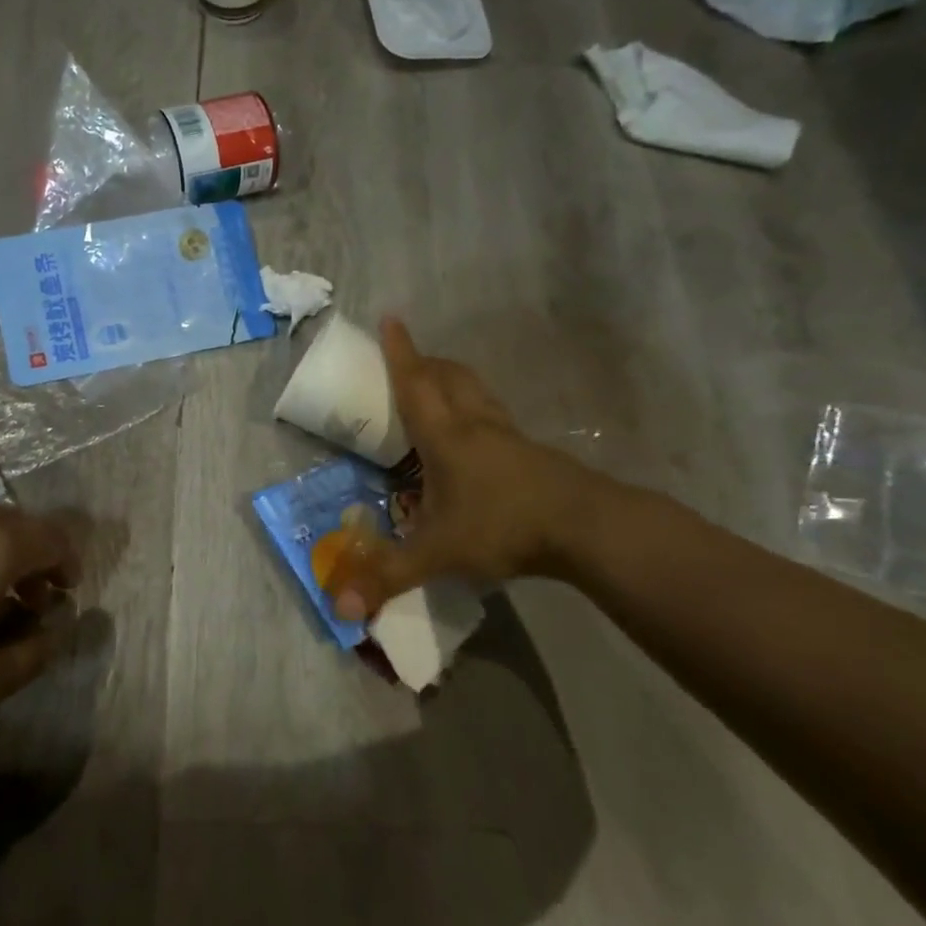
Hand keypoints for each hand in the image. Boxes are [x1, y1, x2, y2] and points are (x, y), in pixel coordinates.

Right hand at [330, 319, 609, 619]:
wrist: (586, 528)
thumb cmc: (501, 527)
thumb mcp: (436, 554)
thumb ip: (387, 577)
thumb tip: (339, 607)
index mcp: (446, 436)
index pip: (415, 383)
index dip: (400, 351)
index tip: (391, 318)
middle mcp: (477, 425)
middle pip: (450, 377)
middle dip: (427, 361)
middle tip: (410, 361)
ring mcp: (510, 437)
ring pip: (478, 393)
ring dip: (456, 381)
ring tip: (440, 390)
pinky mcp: (533, 453)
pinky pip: (496, 418)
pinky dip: (478, 412)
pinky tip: (478, 441)